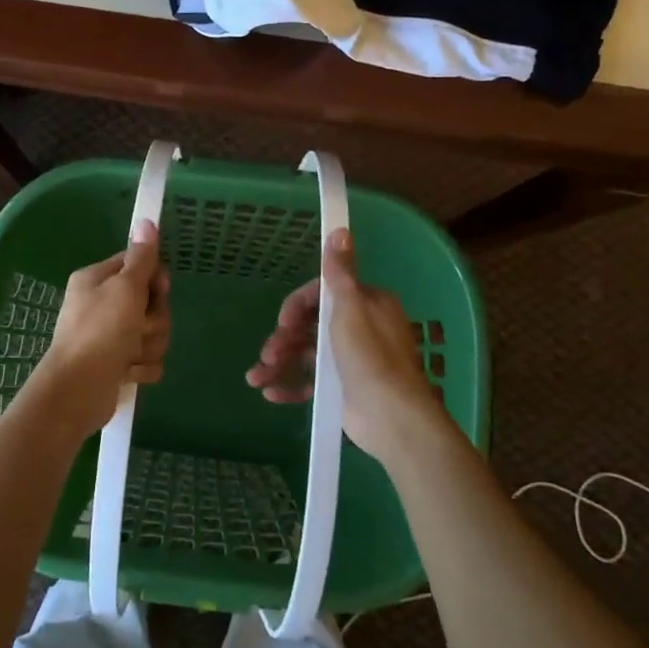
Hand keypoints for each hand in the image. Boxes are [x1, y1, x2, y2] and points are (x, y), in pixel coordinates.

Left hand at [37, 220, 170, 434]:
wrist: (77, 391)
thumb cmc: (100, 331)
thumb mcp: (125, 288)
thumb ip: (141, 258)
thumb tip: (147, 220)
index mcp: (97, 280)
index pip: (138, 265)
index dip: (154, 279)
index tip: (158, 289)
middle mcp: (101, 304)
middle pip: (150, 302)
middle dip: (153, 320)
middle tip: (138, 328)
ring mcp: (109, 336)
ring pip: (152, 333)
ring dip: (148, 346)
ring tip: (130, 355)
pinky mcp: (116, 364)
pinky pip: (147, 359)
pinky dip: (142, 368)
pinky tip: (128, 374)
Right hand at [246, 228, 450, 468]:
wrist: (392, 418)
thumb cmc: (370, 357)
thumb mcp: (352, 309)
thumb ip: (340, 273)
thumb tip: (340, 229)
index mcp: (366, 305)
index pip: (322, 295)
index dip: (297, 306)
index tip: (282, 320)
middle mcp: (359, 329)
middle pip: (310, 325)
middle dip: (283, 337)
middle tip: (268, 352)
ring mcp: (349, 361)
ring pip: (305, 354)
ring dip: (279, 363)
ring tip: (256, 378)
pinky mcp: (342, 389)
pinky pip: (310, 383)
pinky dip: (290, 386)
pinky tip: (270, 394)